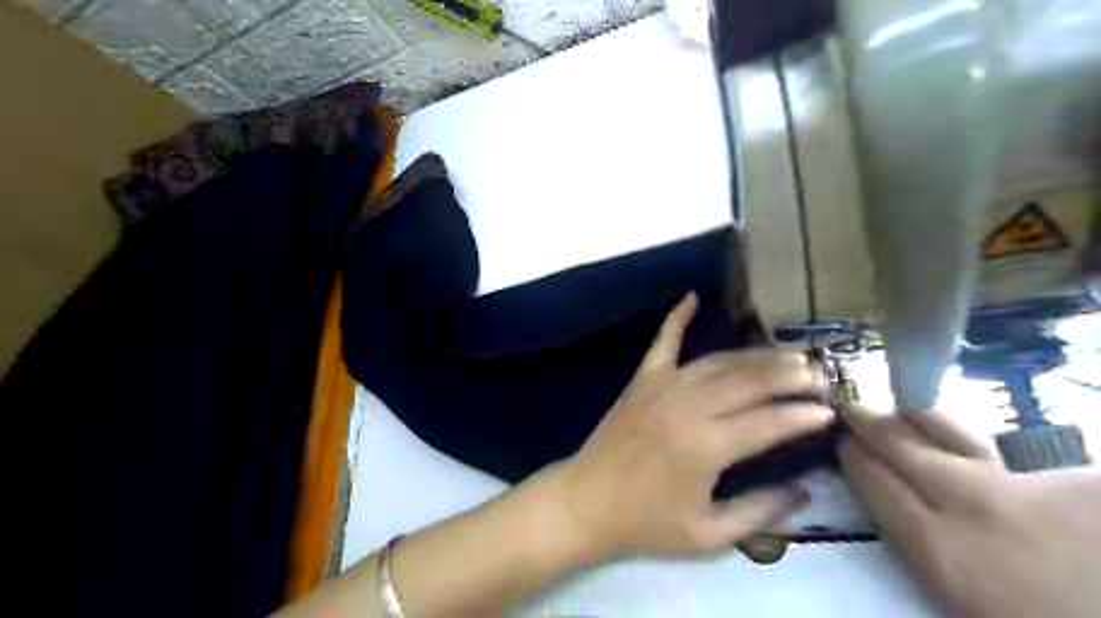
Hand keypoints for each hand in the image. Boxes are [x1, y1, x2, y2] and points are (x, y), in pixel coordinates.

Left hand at [555, 292, 831, 558]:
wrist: (586, 502)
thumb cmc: (646, 523)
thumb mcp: (708, 534)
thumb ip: (759, 511)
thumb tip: (803, 492)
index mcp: (706, 446)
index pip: (768, 422)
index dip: (802, 416)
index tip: (830, 410)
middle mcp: (687, 406)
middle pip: (748, 382)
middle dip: (789, 376)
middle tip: (819, 374)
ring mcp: (661, 386)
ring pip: (718, 361)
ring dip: (755, 355)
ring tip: (788, 353)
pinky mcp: (641, 379)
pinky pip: (663, 342)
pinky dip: (677, 318)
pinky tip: (692, 296)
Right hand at [841, 405, 1100, 616]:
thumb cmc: (1017, 615)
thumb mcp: (949, 586)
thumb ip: (914, 535)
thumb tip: (884, 488)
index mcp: (936, 545)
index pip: (874, 478)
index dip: (852, 453)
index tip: (840, 440)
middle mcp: (968, 504)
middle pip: (899, 444)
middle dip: (866, 421)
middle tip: (849, 408)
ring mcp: (1021, 484)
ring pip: (947, 429)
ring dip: (912, 416)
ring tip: (898, 411)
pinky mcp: (1071, 477)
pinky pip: (1004, 442)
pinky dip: (973, 437)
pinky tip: (961, 438)